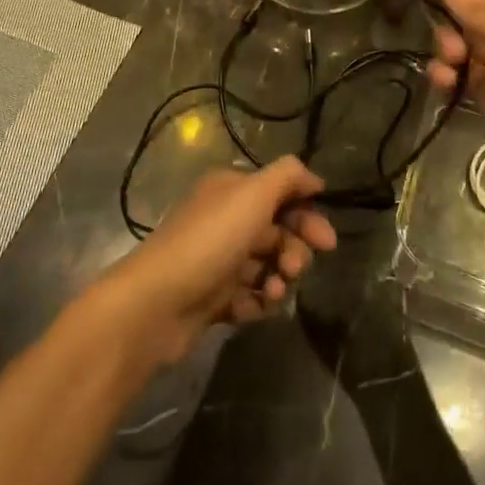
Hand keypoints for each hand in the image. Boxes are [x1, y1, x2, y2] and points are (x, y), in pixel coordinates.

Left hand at [99, 157, 337, 366]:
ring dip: (279, 278)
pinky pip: (250, 296)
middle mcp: (224, 219)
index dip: (307, 214)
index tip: (327, 241)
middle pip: (277, 231)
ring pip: (267, 266)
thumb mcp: (253, 194)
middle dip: (295, 250)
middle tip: (294, 268)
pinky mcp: (212, 297)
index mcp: (231, 190)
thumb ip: (288, 177)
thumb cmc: (210, 240)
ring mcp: (217, 260)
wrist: (157, 303)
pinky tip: (255, 307)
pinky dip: (258, 301)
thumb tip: (314, 178)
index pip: (281, 194)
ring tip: (273, 291)